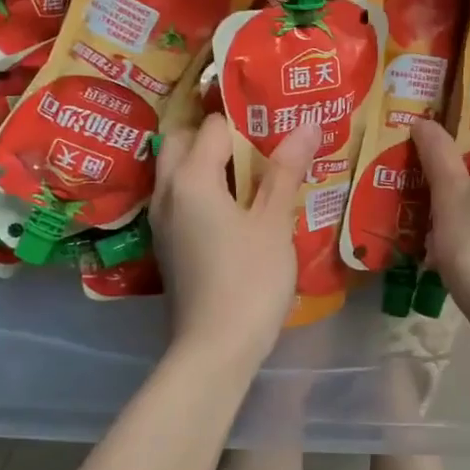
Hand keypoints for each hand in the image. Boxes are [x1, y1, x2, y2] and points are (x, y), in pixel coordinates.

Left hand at [150, 113, 322, 370]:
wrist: (214, 349)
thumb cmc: (249, 280)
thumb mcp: (274, 223)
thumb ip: (286, 170)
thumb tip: (308, 123)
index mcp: (190, 178)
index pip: (214, 126)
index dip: (246, 120)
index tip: (276, 123)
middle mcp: (166, 192)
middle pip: (183, 141)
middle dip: (216, 135)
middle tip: (258, 144)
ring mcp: (161, 221)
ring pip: (177, 171)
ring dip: (208, 163)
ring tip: (252, 173)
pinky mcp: (166, 245)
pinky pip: (179, 199)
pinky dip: (202, 190)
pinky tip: (236, 209)